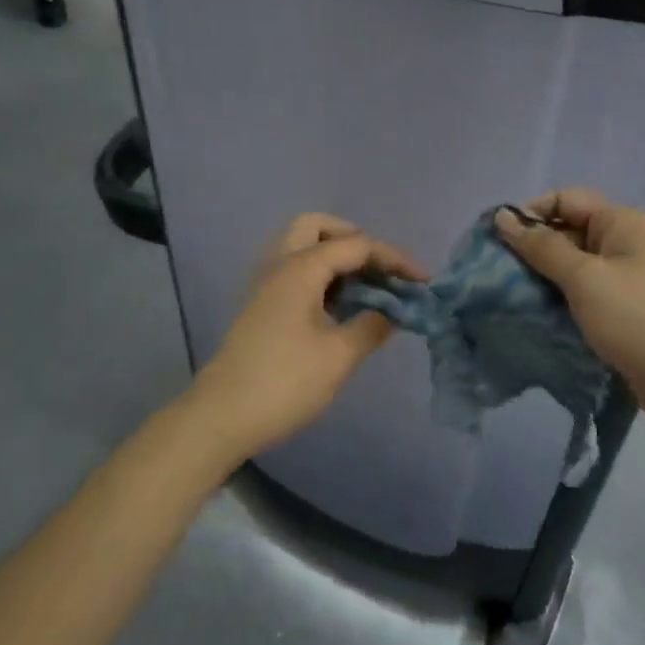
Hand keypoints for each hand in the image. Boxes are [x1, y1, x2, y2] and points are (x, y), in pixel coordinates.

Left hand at [186, 214, 424, 459]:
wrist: (221, 417)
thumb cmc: (284, 382)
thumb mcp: (338, 356)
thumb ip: (371, 326)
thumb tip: (393, 313)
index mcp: (300, 268)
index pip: (356, 245)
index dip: (394, 259)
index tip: (423, 281)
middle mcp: (280, 265)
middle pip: (317, 226)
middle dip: (353, 238)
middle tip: (379, 268)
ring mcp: (266, 285)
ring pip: (302, 247)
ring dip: (335, 256)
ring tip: (366, 288)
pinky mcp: (261, 307)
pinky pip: (295, 272)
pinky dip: (321, 276)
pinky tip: (341, 307)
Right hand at [495, 190, 644, 425]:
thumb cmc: (637, 320)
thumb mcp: (584, 278)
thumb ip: (542, 247)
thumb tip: (503, 217)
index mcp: (622, 222)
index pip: (565, 200)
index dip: (530, 214)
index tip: (498, 240)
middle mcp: (626, 241)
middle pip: (568, 230)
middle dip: (534, 247)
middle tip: (499, 272)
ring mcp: (627, 274)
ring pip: (574, 263)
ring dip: (544, 275)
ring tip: (512, 293)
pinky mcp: (625, 305)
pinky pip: (584, 289)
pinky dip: (561, 296)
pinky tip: (538, 312)